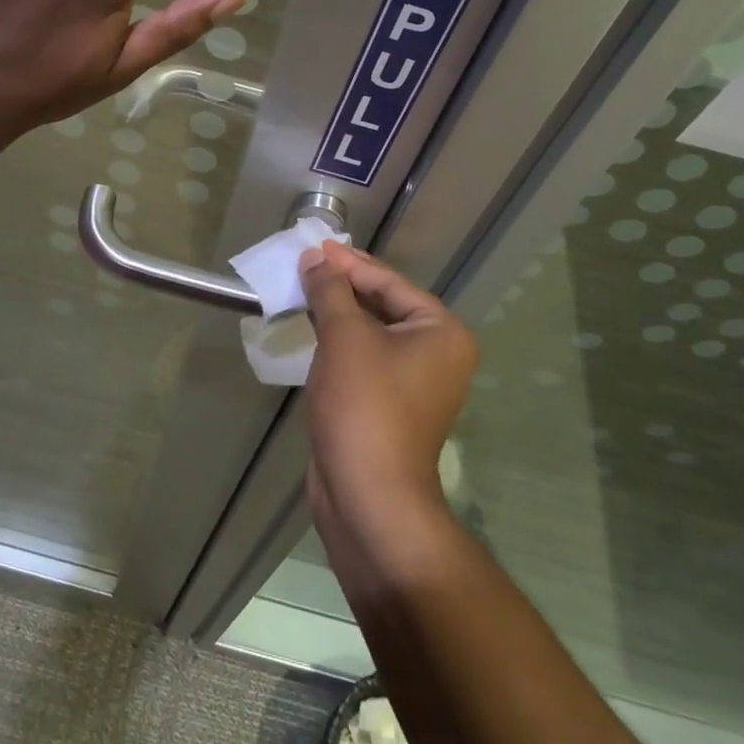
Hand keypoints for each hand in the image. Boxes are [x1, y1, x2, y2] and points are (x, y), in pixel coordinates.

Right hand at [300, 242, 478, 530]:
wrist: (368, 497)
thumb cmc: (364, 405)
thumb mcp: (345, 337)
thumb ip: (330, 291)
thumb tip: (316, 258)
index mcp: (441, 332)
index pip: (390, 282)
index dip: (349, 263)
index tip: (315, 246)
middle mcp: (437, 354)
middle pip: (384, 305)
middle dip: (343, 286)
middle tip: (306, 265)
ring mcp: (415, 384)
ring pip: (372, 334)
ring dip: (338, 314)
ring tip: (302, 291)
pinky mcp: (390, 406)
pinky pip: (365, 360)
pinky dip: (339, 344)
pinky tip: (311, 331)